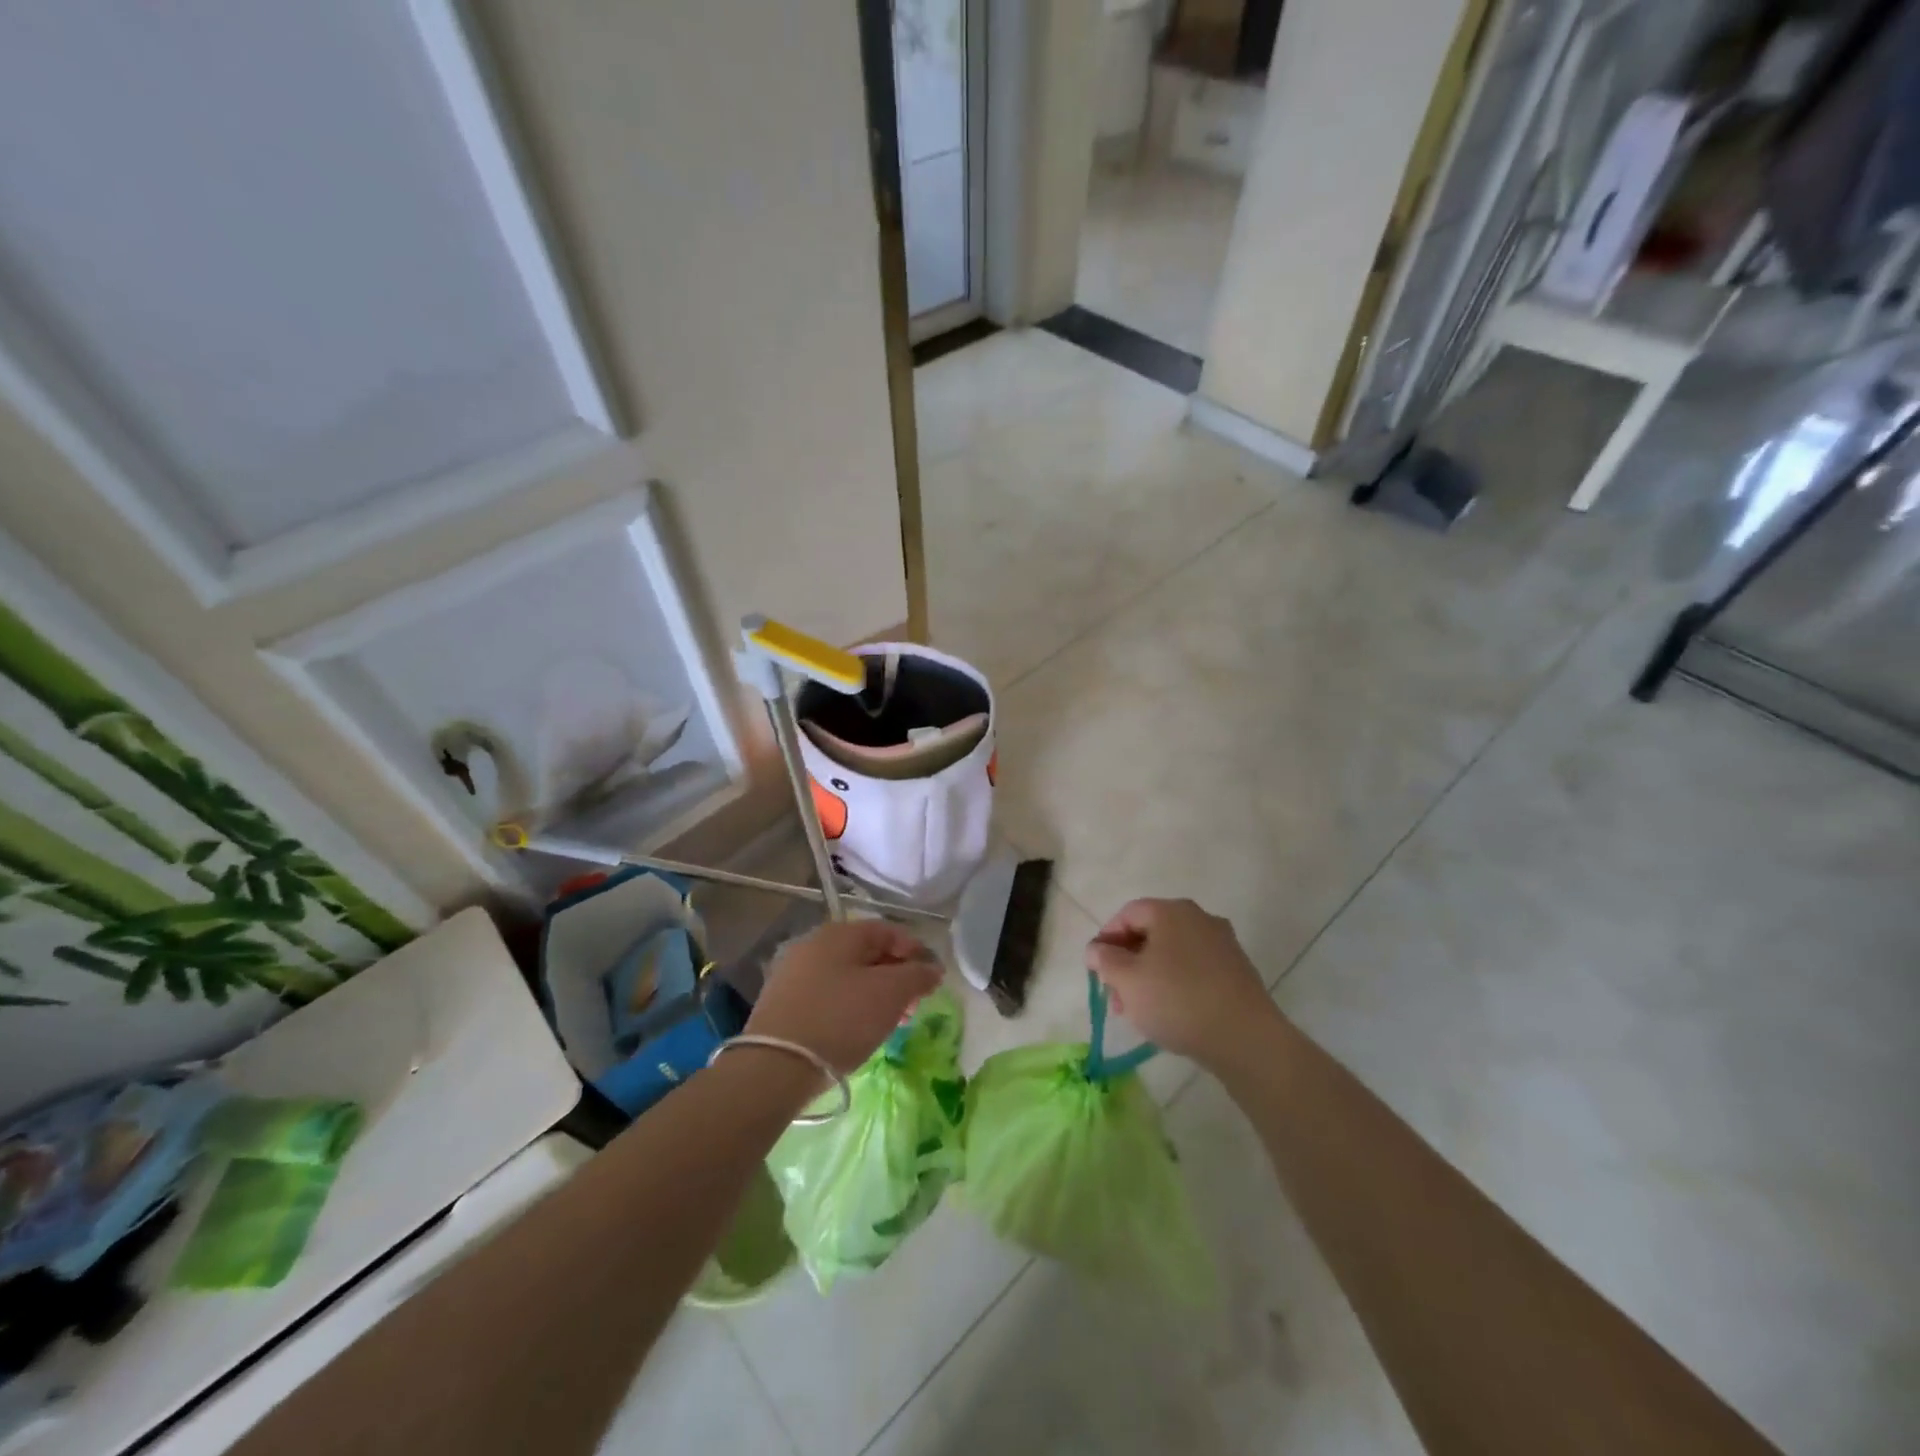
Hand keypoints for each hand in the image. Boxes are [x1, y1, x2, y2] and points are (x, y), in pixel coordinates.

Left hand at [746, 919, 942, 1075]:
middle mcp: (813, 944)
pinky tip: (858, 1031)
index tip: (932, 980)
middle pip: (867, 953)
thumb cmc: (841, 1019)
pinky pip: (828, 996)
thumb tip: (932, 969)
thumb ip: (917, 976)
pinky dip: (850, 1007)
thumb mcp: (890, 994)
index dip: (916, 951)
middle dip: (896, 976)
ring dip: (875, 994)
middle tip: (913, 1006)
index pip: (888, 931)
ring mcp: (794, 973)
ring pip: (847, 976)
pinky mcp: (782, 1003)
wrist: (775, 1067)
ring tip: (890, 1023)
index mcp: (839, 933)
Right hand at [1084, 898, 1277, 1065]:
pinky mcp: (1237, 971)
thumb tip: (1095, 949)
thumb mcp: (1127, 980)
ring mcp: (1222, 944)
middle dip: (1127, 963)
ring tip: (1139, 1012)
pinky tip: (1171, 1014)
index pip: (1127, 914)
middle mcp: (1199, 918)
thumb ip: (1105, 959)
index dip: (1106, 939)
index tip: (1095, 969)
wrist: (1246, 1038)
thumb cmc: (1177, 1000)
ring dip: (1150, 976)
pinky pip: (1195, 970)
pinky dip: (1176, 984)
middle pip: (1151, 933)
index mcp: (1171, 911)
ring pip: (1173, 954)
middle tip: (1115, 996)